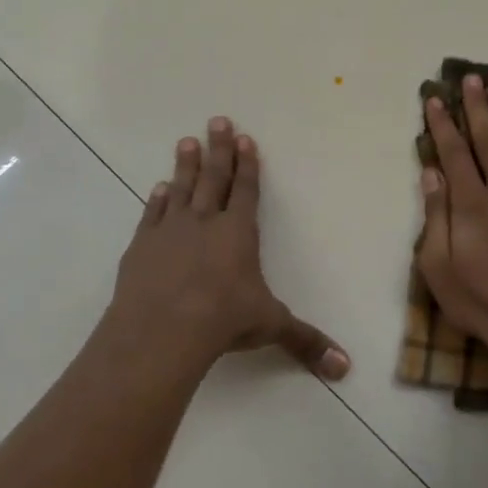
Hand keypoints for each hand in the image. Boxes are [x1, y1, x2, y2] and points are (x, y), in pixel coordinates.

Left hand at [110, 118, 349, 379]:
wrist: (164, 329)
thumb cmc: (224, 320)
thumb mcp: (271, 327)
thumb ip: (306, 341)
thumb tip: (345, 368)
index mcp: (239, 233)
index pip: (247, 191)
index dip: (247, 165)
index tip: (245, 139)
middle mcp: (205, 223)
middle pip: (213, 178)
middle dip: (217, 150)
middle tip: (216, 120)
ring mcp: (170, 231)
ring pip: (181, 189)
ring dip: (185, 165)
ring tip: (186, 141)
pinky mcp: (142, 246)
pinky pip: (152, 214)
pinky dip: (157, 199)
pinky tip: (158, 188)